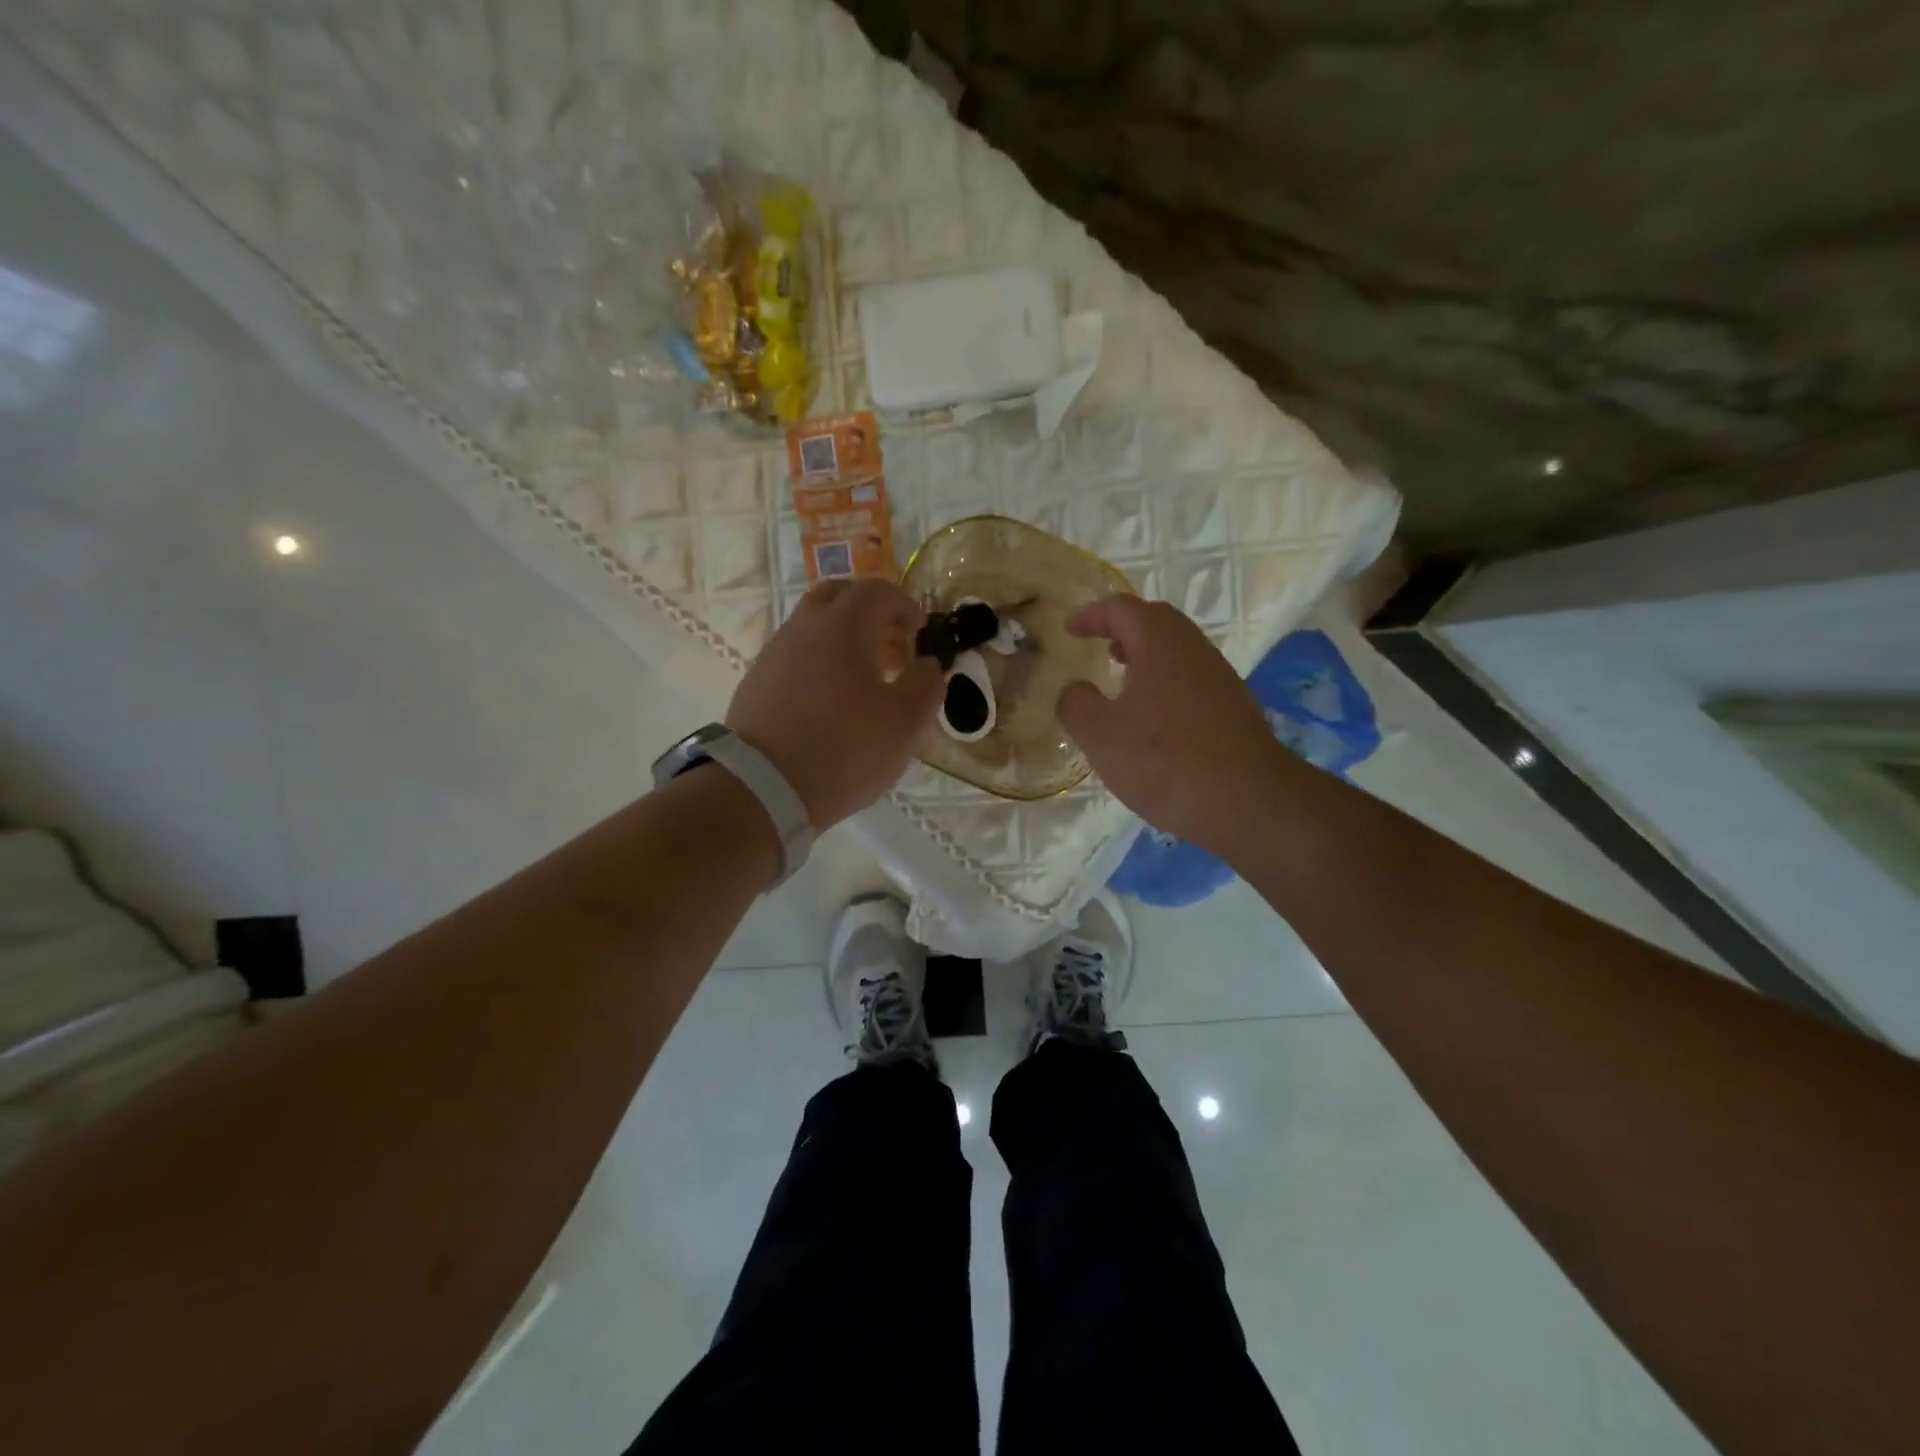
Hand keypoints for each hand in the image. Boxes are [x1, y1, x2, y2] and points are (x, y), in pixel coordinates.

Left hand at [727, 577, 943, 829]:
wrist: (763, 788)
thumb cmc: (845, 748)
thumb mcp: (907, 721)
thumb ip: (927, 683)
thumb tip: (927, 664)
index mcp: (843, 626)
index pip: (878, 591)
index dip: (905, 604)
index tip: (921, 631)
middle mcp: (803, 628)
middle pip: (837, 596)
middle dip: (869, 611)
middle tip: (890, 642)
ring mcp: (774, 654)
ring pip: (812, 626)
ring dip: (842, 638)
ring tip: (863, 678)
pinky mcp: (756, 683)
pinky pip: (794, 657)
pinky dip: (818, 663)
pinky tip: (829, 701)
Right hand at [1056, 595, 1277, 854]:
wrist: (1249, 802)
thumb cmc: (1164, 761)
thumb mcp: (1100, 735)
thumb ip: (1076, 704)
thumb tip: (1075, 690)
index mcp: (1160, 643)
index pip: (1122, 609)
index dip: (1092, 615)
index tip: (1069, 629)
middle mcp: (1194, 650)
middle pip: (1156, 621)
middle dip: (1123, 627)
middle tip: (1098, 645)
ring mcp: (1220, 678)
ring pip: (1177, 651)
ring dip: (1146, 655)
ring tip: (1121, 680)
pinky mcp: (1235, 708)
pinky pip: (1191, 678)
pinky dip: (1165, 681)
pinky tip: (1154, 718)